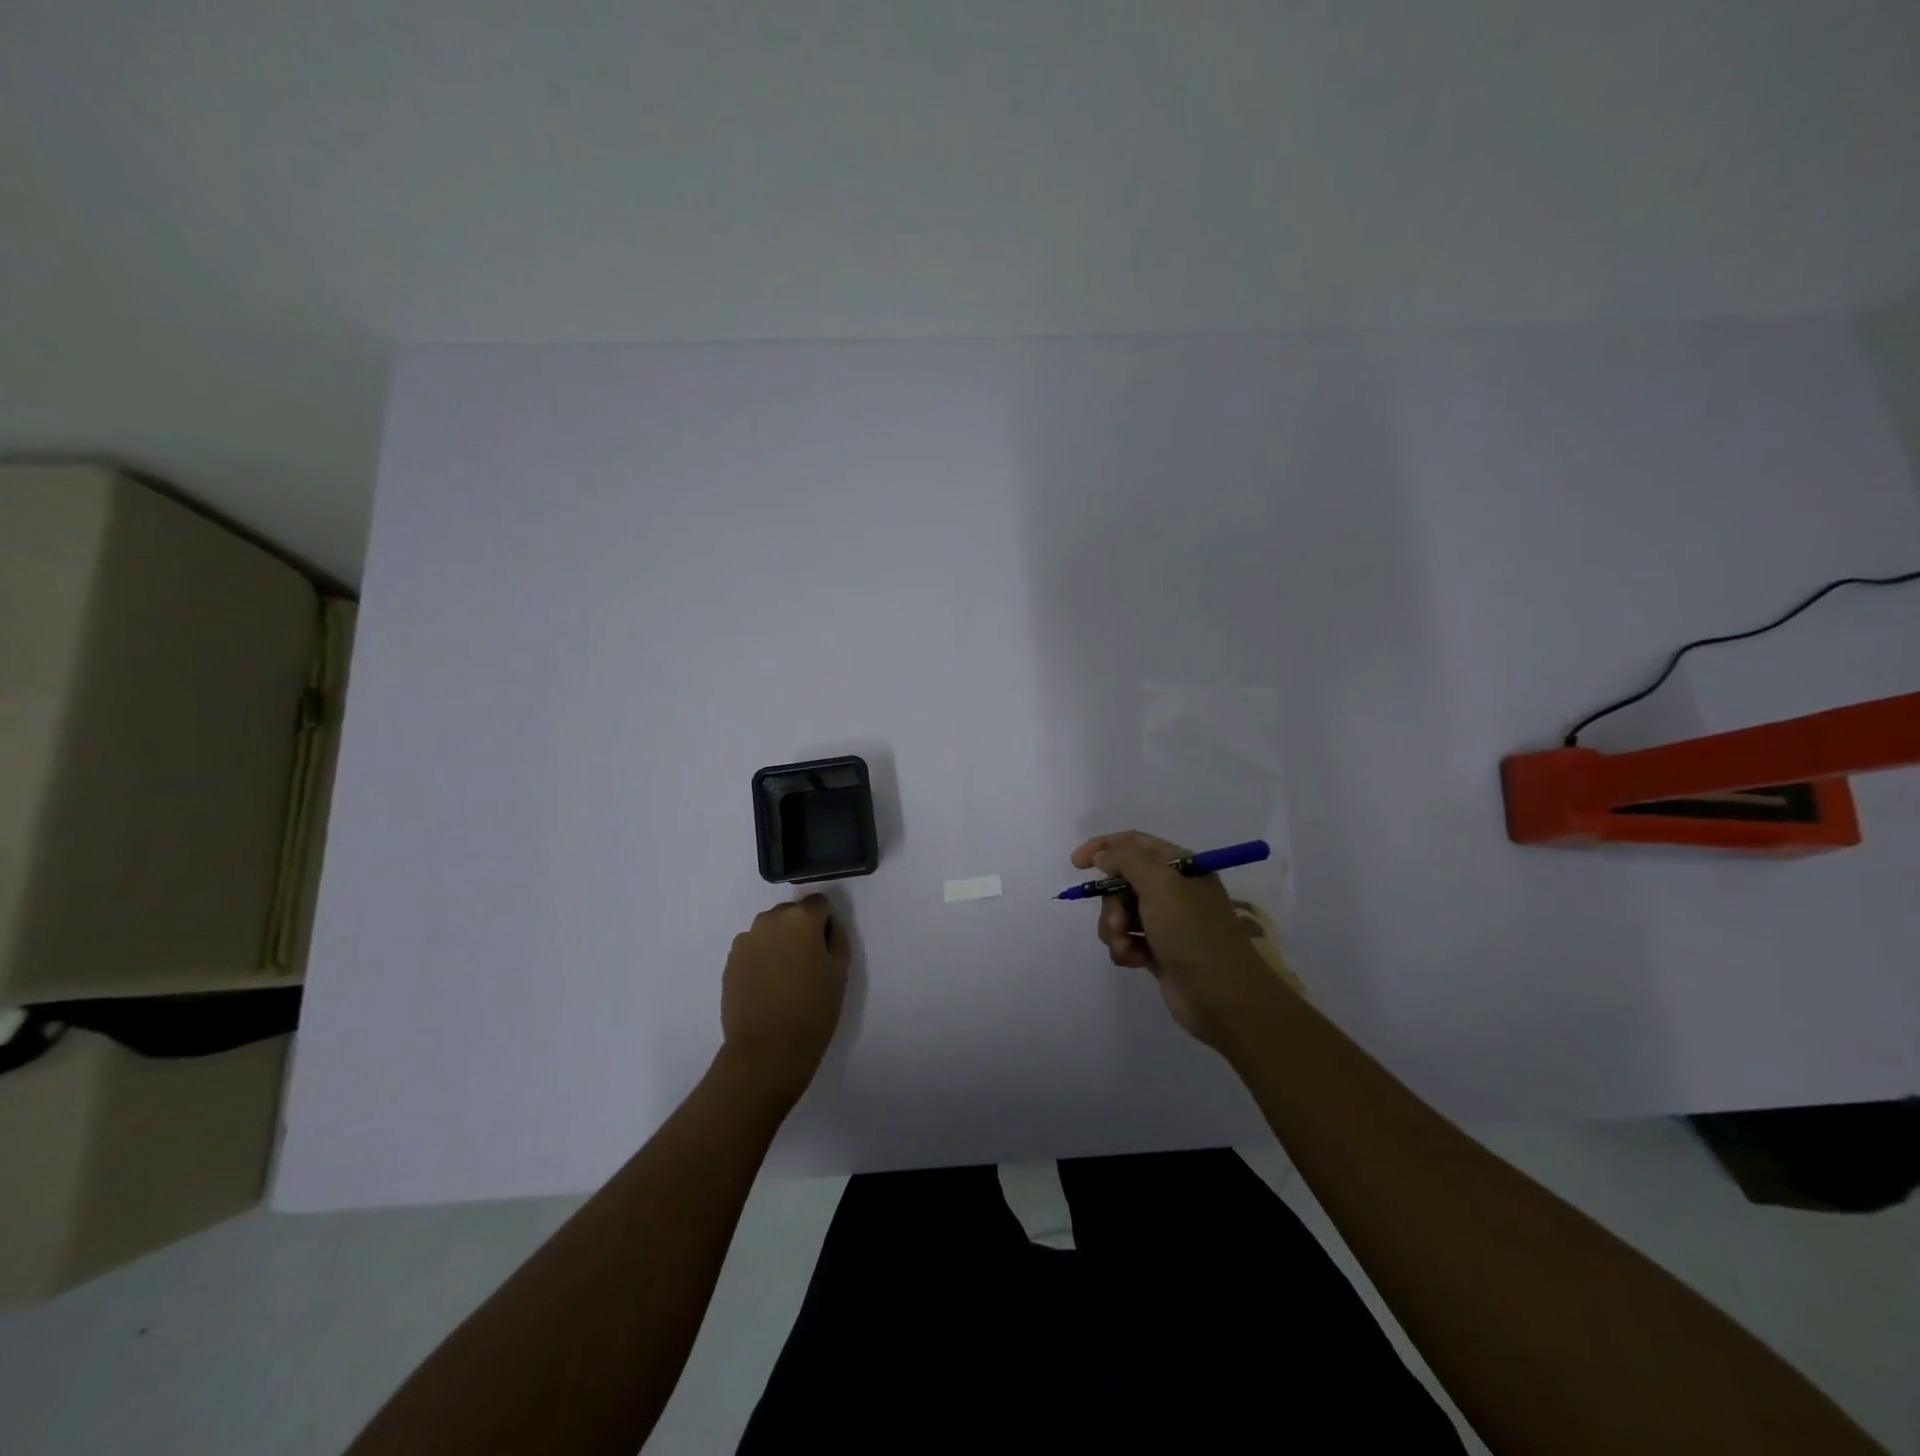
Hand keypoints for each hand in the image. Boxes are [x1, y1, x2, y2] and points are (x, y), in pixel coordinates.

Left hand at [719, 895, 849, 1108]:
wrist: (767, 1050)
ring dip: (779, 943)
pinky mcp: (730, 961)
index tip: (827, 948)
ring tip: (784, 978)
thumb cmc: (813, 1009)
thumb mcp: (840, 971)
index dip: (826, 923)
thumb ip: (836, 938)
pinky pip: (752, 949)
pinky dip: (761, 959)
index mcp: (800, 918)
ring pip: (769, 931)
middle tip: (807, 963)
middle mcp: (769, 920)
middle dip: (800, 930)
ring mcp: (745, 940)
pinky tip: (766, 987)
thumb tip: (826, 927)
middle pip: (791, 913)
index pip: (819, 903)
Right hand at [1071, 830, 1282, 1050]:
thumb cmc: (1192, 933)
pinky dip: (1124, 949)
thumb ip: (1126, 860)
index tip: (1077, 864)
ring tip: (1126, 947)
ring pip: (1121, 913)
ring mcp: (1167, 922)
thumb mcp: (1160, 885)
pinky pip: (1127, 940)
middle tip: (1118, 922)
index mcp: (1180, 866)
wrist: (1222, 997)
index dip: (1103, 847)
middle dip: (1111, 901)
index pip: (1134, 842)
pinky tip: (1132, 961)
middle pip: (1123, 881)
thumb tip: (1103, 855)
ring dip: (1115, 929)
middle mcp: (1174, 890)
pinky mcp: (1160, 952)